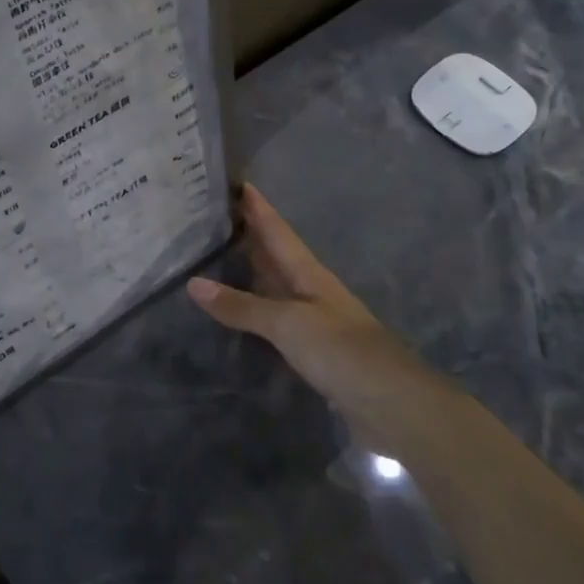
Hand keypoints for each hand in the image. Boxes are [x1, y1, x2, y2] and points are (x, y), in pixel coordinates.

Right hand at [186, 185, 438, 443]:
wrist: (390, 402)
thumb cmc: (340, 350)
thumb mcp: (287, 323)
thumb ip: (241, 306)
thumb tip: (193, 284)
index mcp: (308, 272)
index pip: (277, 229)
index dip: (257, 206)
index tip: (235, 181)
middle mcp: (310, 288)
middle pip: (275, 252)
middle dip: (249, 232)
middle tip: (212, 214)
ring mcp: (313, 318)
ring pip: (274, 283)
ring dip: (250, 268)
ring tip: (215, 254)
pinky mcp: (312, 347)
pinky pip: (275, 315)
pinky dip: (253, 306)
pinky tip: (238, 309)